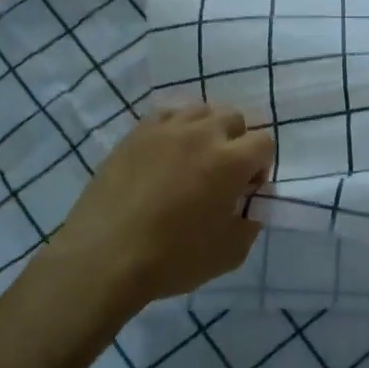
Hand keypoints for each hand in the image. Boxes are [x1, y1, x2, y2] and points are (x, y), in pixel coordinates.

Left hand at [40, 105, 272, 316]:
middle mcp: (202, 134)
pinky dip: (175, 128)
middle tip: (223, 173)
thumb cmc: (173, 258)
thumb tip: (247, 205)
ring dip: (206, 130)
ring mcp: (165, 129)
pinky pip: (166, 115)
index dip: (261, 166)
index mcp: (231, 161)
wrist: (104, 257)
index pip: (264, 142)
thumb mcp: (231, 252)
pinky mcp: (135, 134)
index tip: (246, 190)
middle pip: (234, 117)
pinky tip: (167, 153)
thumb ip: (250, 221)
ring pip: (200, 110)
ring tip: (194, 159)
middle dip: (237, 142)